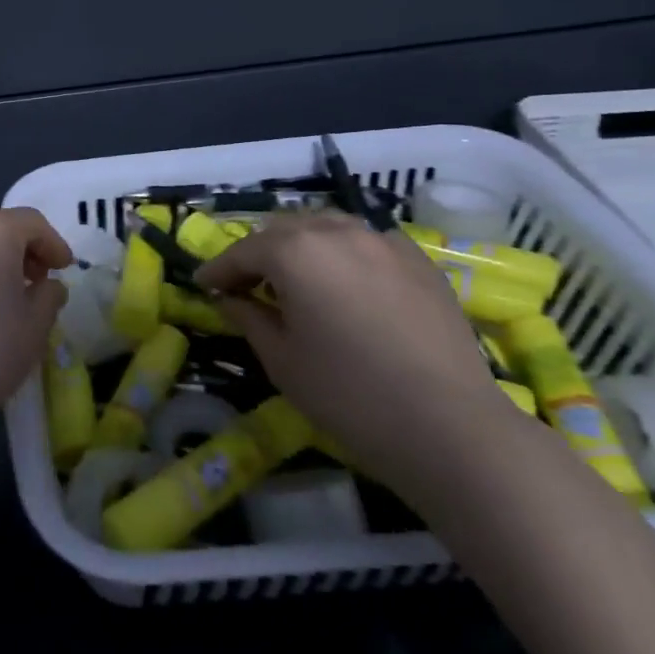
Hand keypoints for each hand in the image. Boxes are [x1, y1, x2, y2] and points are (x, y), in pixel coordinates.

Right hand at [197, 211, 514, 488]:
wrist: (451, 427)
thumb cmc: (350, 396)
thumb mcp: (282, 361)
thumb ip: (248, 318)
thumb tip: (230, 298)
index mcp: (295, 252)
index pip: (243, 251)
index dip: (218, 269)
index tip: (203, 285)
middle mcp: (336, 232)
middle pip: (284, 230)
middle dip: (259, 253)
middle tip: (247, 284)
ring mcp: (383, 241)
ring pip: (327, 226)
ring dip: (302, 244)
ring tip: (297, 275)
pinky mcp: (419, 260)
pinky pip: (367, 241)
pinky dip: (345, 252)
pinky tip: (348, 281)